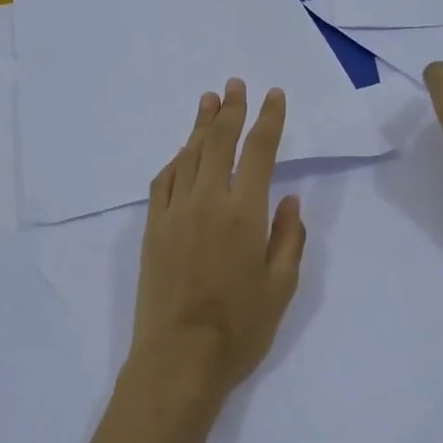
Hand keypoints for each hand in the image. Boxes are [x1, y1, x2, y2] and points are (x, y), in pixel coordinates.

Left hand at [127, 79, 306, 412]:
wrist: (178, 357)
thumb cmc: (240, 328)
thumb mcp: (281, 287)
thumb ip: (289, 237)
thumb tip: (290, 199)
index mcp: (245, 212)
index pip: (259, 151)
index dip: (268, 119)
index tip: (273, 95)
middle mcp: (207, 201)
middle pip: (218, 143)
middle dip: (229, 110)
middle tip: (234, 84)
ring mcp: (174, 212)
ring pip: (188, 156)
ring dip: (200, 127)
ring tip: (208, 102)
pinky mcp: (152, 229)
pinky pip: (163, 182)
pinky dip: (175, 161)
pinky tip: (181, 154)